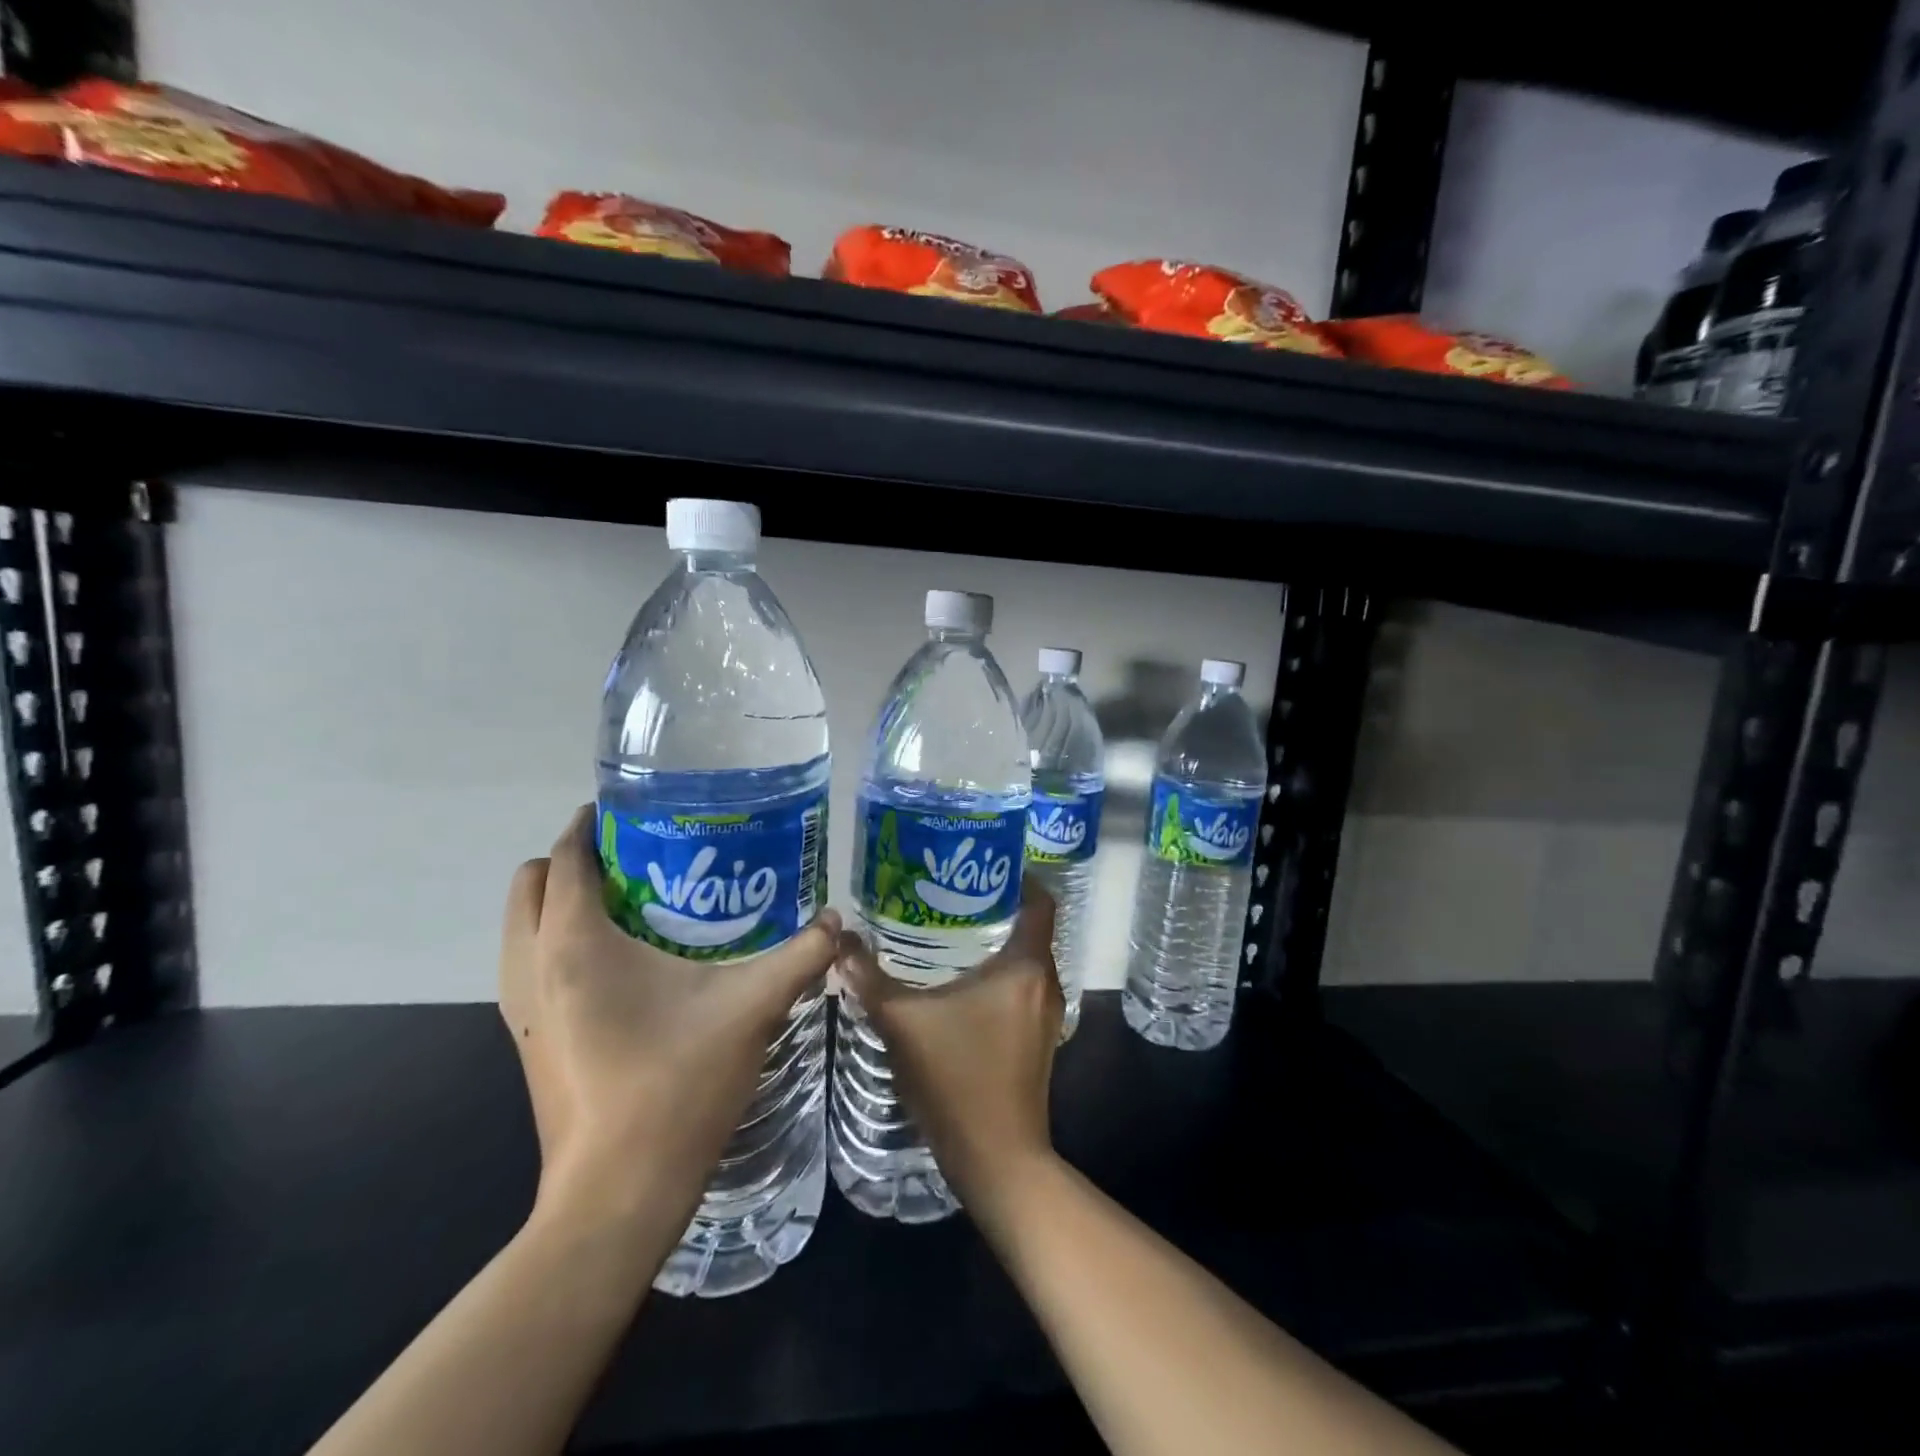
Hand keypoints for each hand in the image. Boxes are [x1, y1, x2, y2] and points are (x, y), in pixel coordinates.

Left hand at [499, 805, 840, 1230]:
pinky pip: (530, 965)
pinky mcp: (527, 1041)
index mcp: (575, 943)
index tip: (637, 810)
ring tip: (632, 903)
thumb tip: (838, 920)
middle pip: (530, 882)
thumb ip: (801, 955)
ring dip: (561, 902)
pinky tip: (625, 964)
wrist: (616, 1197)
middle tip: (639, 857)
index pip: (565, 856)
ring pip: (521, 926)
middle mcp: (533, 967)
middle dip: (574, 859)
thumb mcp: (752, 1008)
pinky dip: (559, 943)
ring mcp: (521, 1009)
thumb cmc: (676, 1086)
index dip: (592, 823)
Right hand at [834, 880, 1061, 1219]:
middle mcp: (1045, 983)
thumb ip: (870, 980)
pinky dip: (999, 974)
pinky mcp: (1038, 1039)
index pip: (1039, 901)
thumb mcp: (903, 1025)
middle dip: (994, 906)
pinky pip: (1022, 987)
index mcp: (1025, 967)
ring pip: (1025, 960)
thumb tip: (839, 940)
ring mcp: (1045, 1014)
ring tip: (949, 928)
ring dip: (996, 942)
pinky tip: (959, 981)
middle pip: (1030, 927)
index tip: (981, 862)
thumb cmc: (957, 1080)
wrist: (996, 1160)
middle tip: (950, 891)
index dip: (1017, 875)